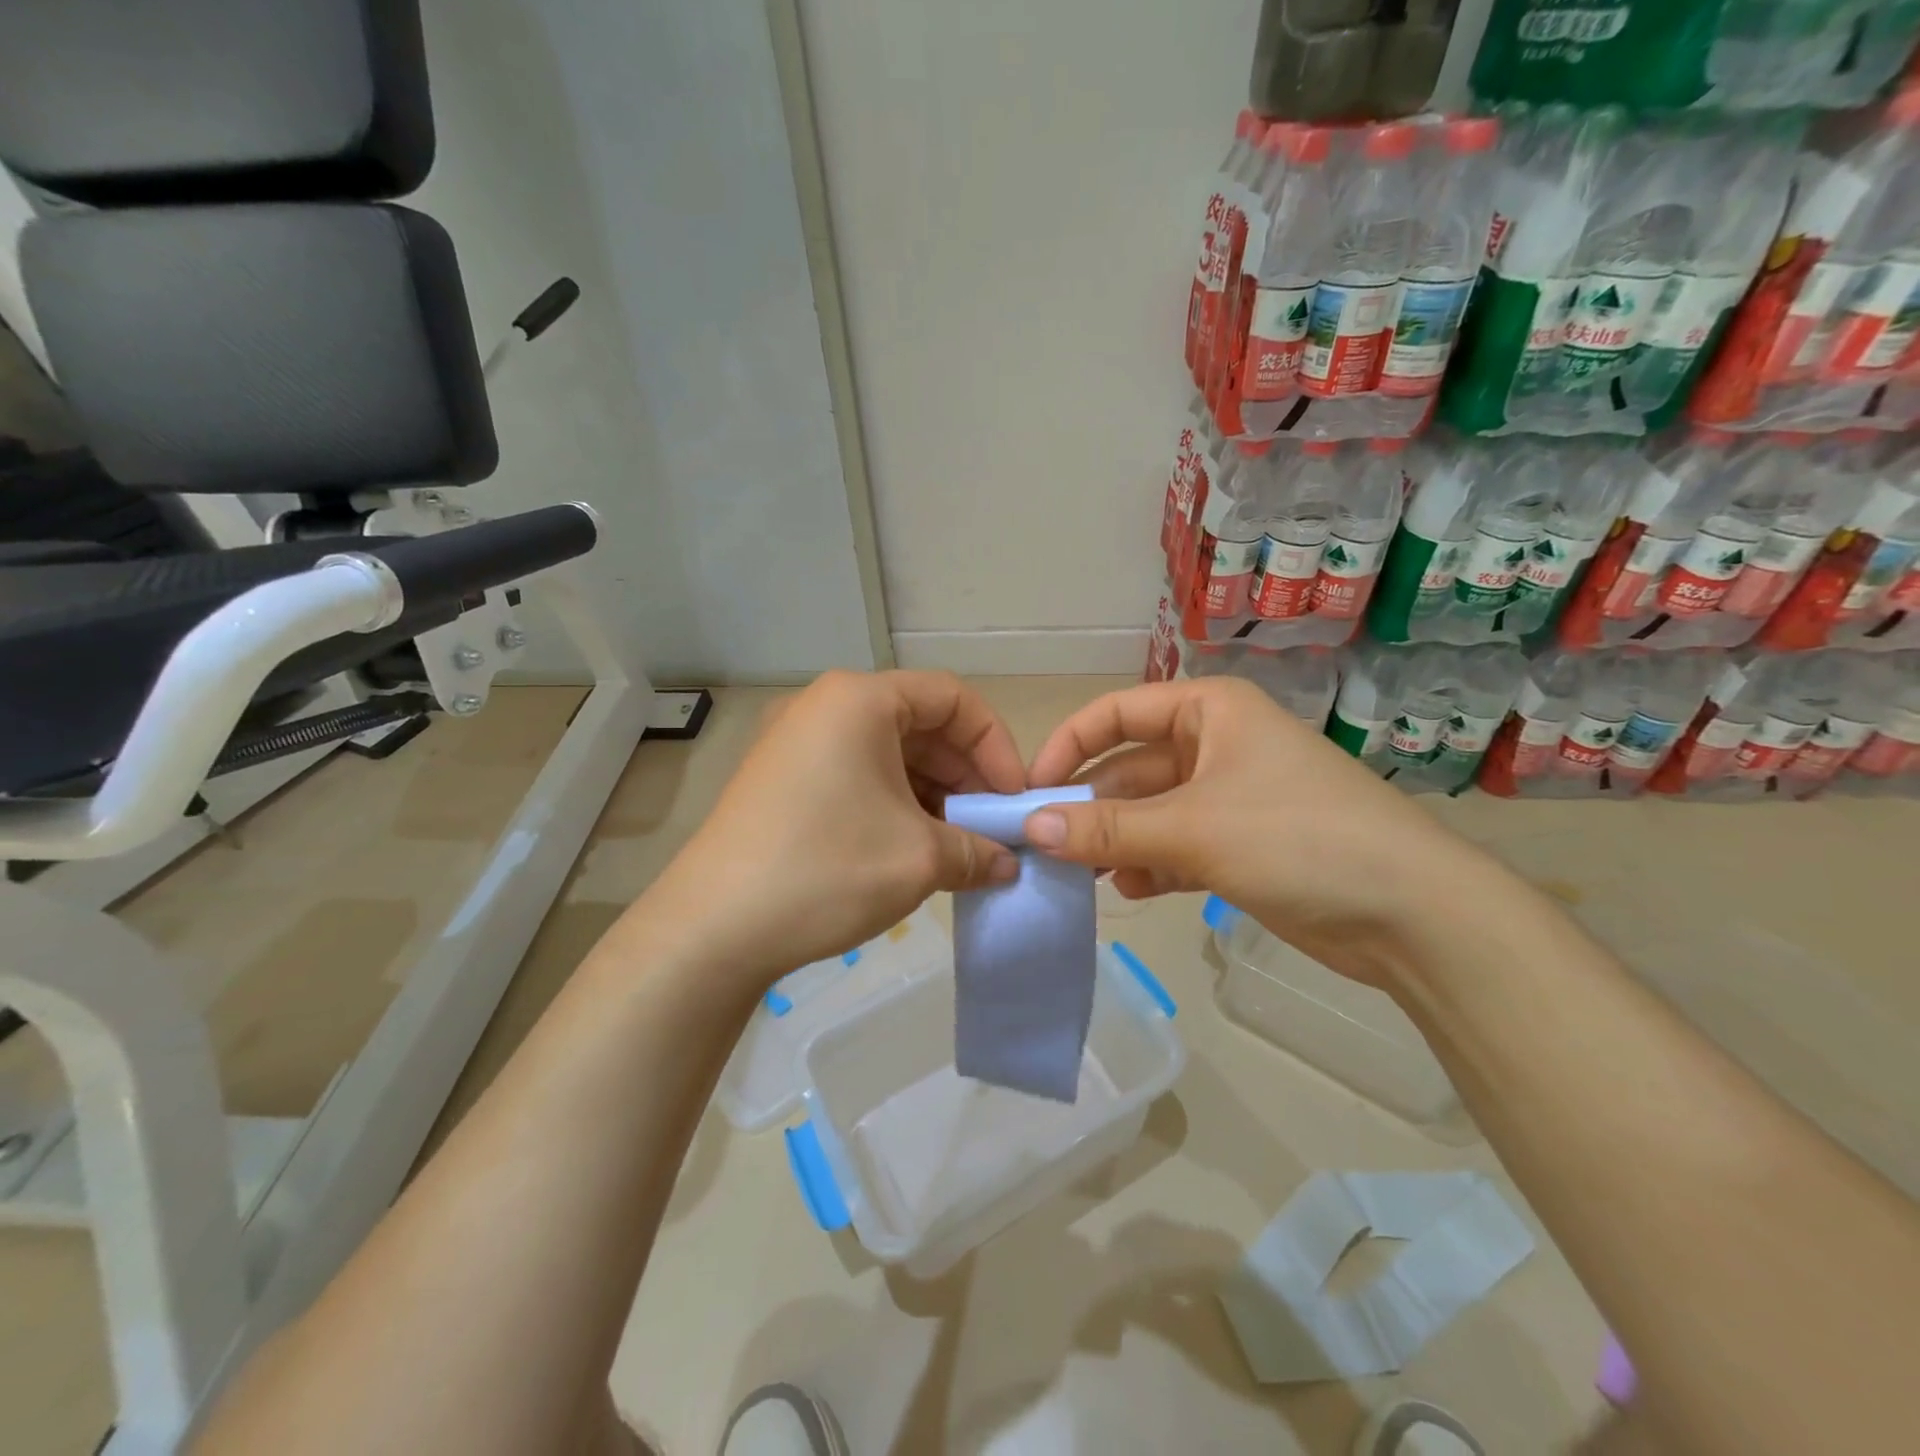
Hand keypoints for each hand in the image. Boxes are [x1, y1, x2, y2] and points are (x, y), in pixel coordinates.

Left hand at [644, 671, 1025, 992]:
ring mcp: (795, 742)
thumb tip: (1007, 863)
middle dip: (964, 774)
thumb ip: (978, 851)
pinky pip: (856, 774)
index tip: (1012, 798)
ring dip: (932, 794)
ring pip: (888, 753)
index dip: (995, 744)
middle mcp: (824, 706)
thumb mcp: (919, 859)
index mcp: (859, 700)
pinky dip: (894, 804)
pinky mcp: (780, 779)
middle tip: (990, 827)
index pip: (952, 697)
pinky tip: (912, 849)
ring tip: (957, 845)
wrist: (713, 928)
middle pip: (919, 723)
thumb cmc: (827, 870)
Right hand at [1023, 677, 1501, 986]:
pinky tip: (1131, 891)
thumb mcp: (1192, 828)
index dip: (1069, 744)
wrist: (1414, 914)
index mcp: (1210, 712)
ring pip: (1151, 812)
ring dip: (1116, 840)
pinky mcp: (1243, 846)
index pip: (1118, 712)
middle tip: (1046, 845)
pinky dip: (1150, 865)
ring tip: (1084, 875)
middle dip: (1091, 805)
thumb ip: (1107, 828)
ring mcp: (1231, 798)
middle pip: (1131, 767)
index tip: (1030, 788)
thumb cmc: (1299, 839)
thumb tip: (1032, 828)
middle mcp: (1218, 745)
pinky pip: (1177, 846)